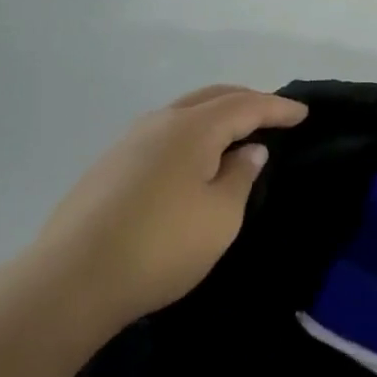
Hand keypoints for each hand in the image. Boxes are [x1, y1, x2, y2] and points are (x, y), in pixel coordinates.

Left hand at [27, 85, 307, 333]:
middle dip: (246, 101)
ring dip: (215, 116)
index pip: (244, 105)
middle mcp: (158, 123)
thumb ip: (241, 176)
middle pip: (211, 97)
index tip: (303, 113)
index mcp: (191, 128)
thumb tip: (250, 150)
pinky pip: (162, 133)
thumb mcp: (220, 216)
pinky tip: (194, 159)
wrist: (72, 279)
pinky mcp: (109, 165)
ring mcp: (127, 141)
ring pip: (182, 113)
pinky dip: (190, 134)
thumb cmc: (161, 246)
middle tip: (274, 114)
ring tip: (237, 133)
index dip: (277, 108)